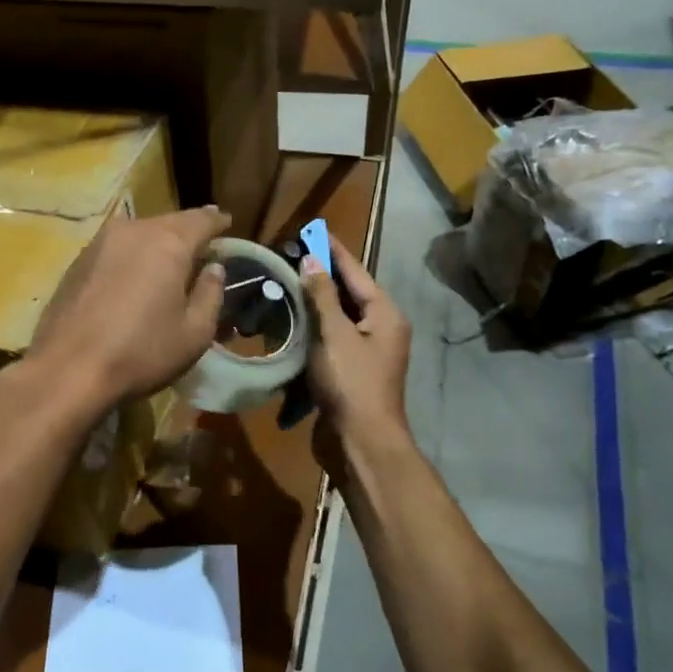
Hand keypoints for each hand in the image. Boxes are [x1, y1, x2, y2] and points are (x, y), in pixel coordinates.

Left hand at [25, 206, 228, 413]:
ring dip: (157, 244)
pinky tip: (134, 277)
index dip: (218, 222)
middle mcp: (133, 230)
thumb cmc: (142, 352)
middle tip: (202, 247)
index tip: (227, 224)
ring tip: (169, 263)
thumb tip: (214, 268)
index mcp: (168, 242)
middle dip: (187, 232)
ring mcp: (100, 242)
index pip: (202, 219)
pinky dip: (131, 257)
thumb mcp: (195, 332)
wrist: (68, 369)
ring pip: (139, 233)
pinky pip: (116, 249)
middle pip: (169, 222)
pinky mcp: (77, 260)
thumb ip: (210, 293)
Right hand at [302, 237, 412, 457]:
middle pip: (349, 293)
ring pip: (338, 316)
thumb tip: (311, 260)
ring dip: (315, 300)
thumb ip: (322, 296)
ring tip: (287, 280)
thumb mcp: (335, 334)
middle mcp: (381, 328)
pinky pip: (331, 338)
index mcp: (385, 314)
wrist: (361, 442)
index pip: (356, 272)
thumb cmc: (351, 383)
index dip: (333, 250)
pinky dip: (314, 327)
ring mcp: (367, 352)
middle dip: (322, 273)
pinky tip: (292, 320)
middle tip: (292, 253)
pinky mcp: (350, 371)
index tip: (314, 229)